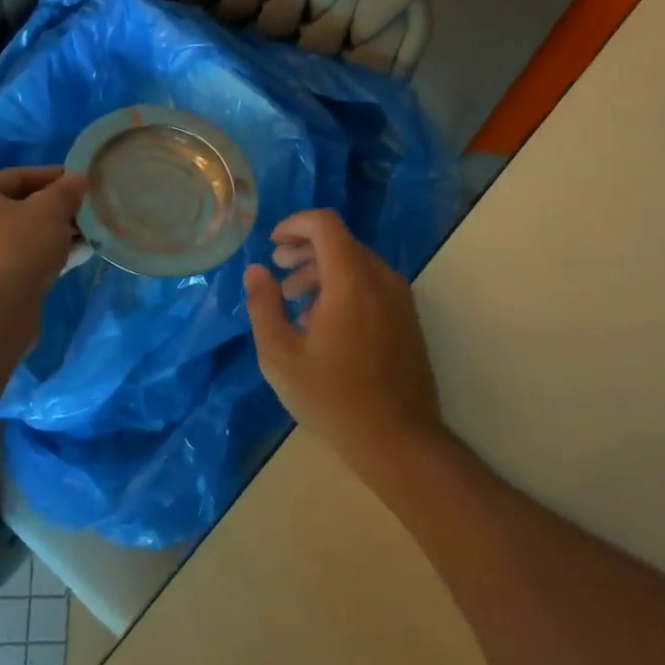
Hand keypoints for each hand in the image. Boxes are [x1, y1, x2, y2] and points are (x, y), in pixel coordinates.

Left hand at [0, 167, 85, 324]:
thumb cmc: (17, 249)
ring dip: (52, 234)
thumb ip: (66, 190)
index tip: (84, 184)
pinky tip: (73, 258)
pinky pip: (17, 259)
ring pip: (19, 235)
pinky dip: (42, 255)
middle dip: (56, 209)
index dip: (55, 177)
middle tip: (87, 212)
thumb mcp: (50, 210)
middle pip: (18, 206)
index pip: (19, 176)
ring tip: (86, 236)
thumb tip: (78, 180)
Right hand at [244, 210, 444, 473]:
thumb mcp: (281, 355)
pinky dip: (344, 286)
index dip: (295, 224)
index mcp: (351, 280)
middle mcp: (381, 278)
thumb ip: (264, 305)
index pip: (324, 223)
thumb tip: (256, 270)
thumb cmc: (333, 398)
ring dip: (322, 270)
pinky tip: (324, 322)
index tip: (272, 244)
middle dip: (304, 250)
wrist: (399, 440)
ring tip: (295, 301)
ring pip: (356, 263)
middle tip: (278, 271)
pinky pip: (371, 284)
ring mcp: (399, 298)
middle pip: (340, 241)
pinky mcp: (407, 318)